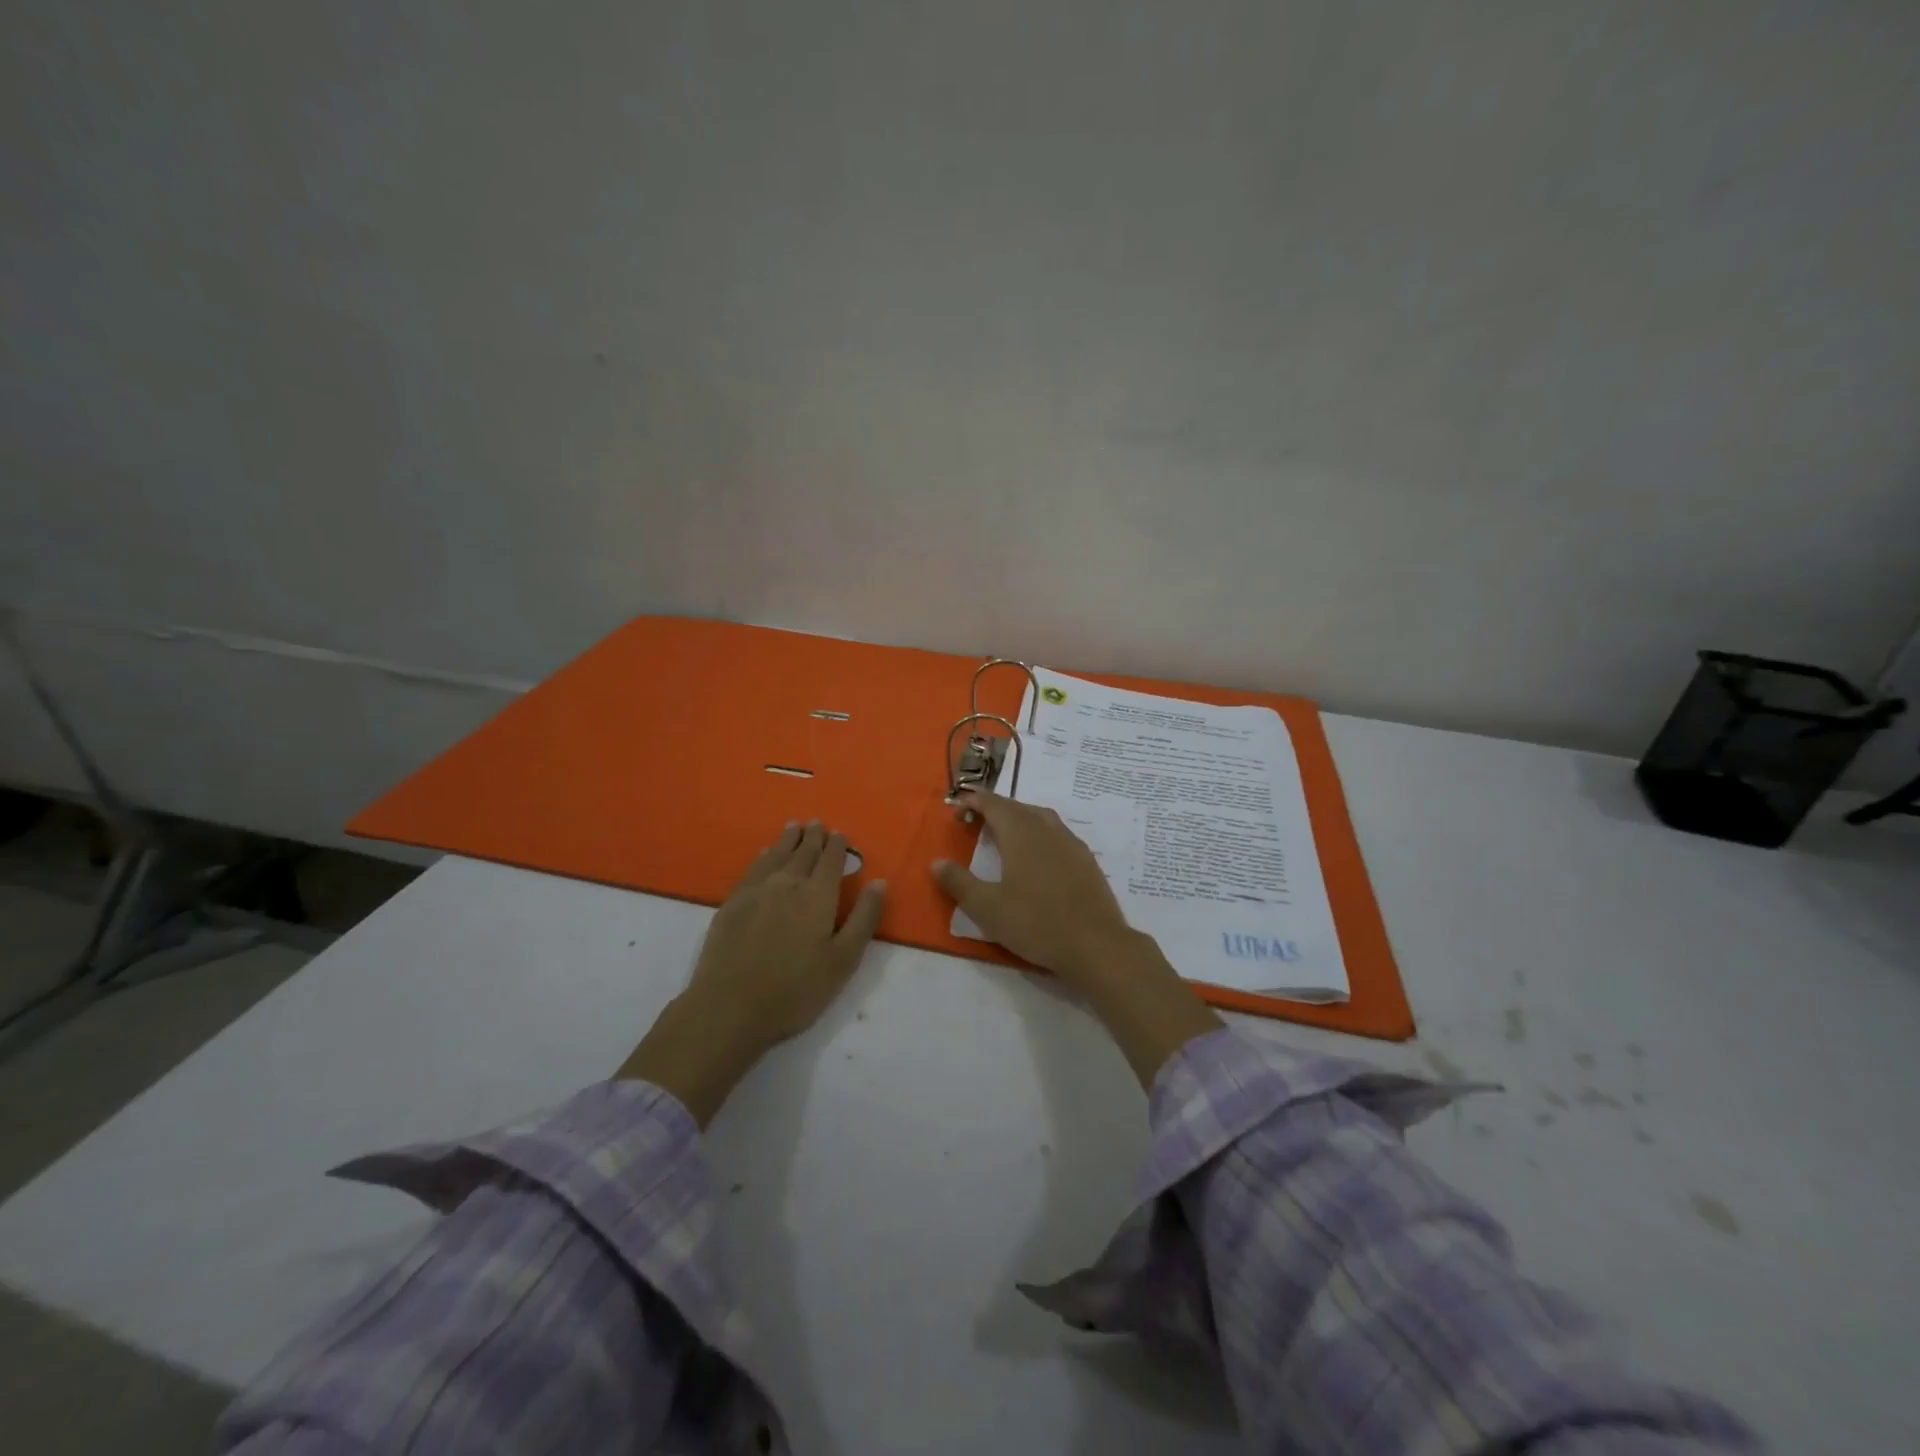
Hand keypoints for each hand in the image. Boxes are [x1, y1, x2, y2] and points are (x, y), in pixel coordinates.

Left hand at [619, 821, 886, 1123]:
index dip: (838, 846)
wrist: (730, 1007)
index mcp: (818, 895)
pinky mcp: (732, 903)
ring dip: (788, 839)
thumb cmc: (796, 989)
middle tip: (817, 824)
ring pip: (776, 855)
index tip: (841, 834)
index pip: (831, 860)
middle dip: (814, 837)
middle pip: (803, 852)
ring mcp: (756, 890)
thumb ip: (864, 918)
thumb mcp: (843, 960)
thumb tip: (879, 882)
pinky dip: (764, 856)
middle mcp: (787, 882)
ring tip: (794, 827)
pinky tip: (765, 854)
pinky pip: (753, 868)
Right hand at [932, 791, 1221, 1086]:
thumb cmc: (1036, 923)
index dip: (975, 800)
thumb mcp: (987, 908)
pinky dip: (1040, 832)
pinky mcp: (1087, 860)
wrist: (1096, 945)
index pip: (994, 804)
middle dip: (995, 807)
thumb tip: (937, 862)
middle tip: (976, 819)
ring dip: (1020, 817)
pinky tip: (1039, 853)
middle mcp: (1047, 829)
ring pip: (1041, 817)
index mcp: (1021, 833)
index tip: (959, 803)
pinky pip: (1058, 833)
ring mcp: (1071, 843)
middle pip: (1018, 807)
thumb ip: (959, 883)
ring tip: (1005, 832)